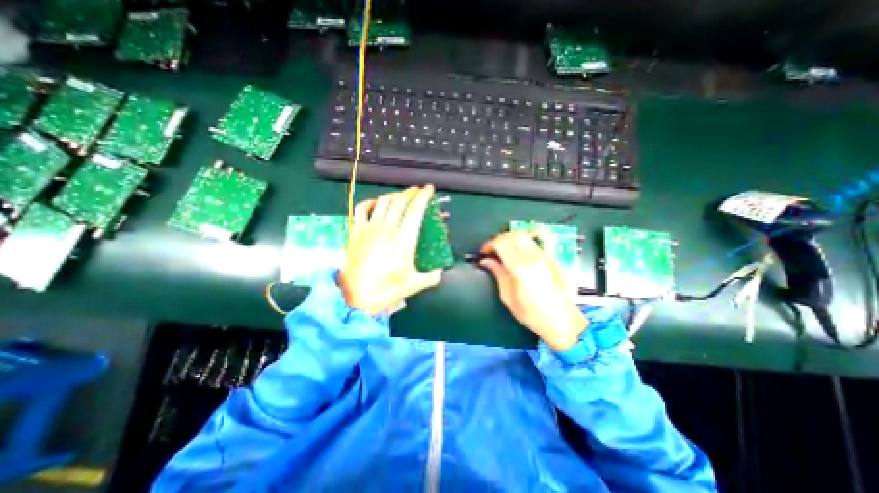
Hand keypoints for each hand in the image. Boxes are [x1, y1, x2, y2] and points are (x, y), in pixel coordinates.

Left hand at [338, 185, 443, 315]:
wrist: (356, 298)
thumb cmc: (387, 290)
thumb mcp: (415, 284)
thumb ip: (432, 276)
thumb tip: (440, 271)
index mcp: (403, 240)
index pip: (415, 210)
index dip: (423, 197)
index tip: (429, 189)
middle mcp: (387, 229)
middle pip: (400, 202)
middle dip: (410, 193)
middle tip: (417, 191)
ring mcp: (369, 228)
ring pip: (383, 202)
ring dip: (394, 195)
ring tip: (400, 196)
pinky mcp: (356, 232)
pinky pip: (361, 209)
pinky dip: (370, 202)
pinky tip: (375, 203)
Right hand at [477, 229, 584, 350]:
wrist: (562, 322)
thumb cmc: (534, 315)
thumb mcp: (508, 298)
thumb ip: (498, 274)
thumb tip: (487, 262)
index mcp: (520, 268)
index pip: (501, 243)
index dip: (489, 244)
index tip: (484, 252)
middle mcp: (534, 258)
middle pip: (512, 235)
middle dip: (499, 239)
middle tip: (492, 249)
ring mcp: (546, 256)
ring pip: (525, 234)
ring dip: (511, 237)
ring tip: (505, 247)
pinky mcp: (553, 258)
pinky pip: (541, 239)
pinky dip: (530, 236)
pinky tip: (525, 241)